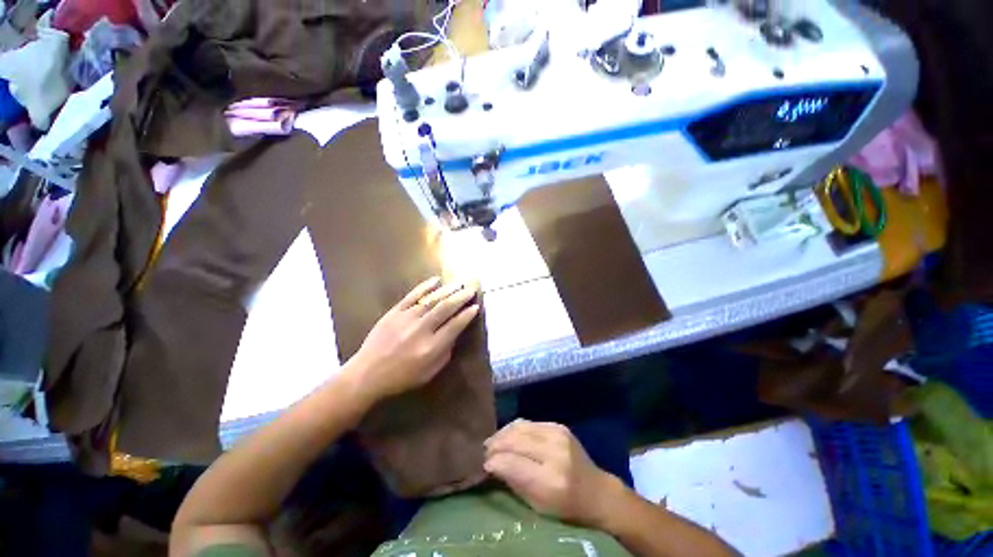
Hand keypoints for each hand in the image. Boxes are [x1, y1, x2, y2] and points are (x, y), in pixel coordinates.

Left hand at [348, 277, 479, 404]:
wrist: (368, 374)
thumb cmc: (402, 377)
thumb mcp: (430, 372)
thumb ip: (446, 351)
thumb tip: (456, 331)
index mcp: (431, 348)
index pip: (455, 326)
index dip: (467, 315)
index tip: (476, 307)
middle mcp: (421, 330)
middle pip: (446, 308)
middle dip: (461, 297)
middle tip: (472, 289)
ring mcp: (406, 319)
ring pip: (432, 300)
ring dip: (448, 290)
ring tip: (460, 283)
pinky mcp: (394, 312)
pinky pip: (412, 295)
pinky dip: (425, 286)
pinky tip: (436, 280)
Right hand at [484, 419, 623, 527]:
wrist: (596, 491)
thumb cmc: (566, 507)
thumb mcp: (538, 506)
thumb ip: (514, 482)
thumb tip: (491, 464)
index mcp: (551, 480)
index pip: (512, 463)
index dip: (494, 462)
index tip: (483, 464)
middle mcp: (555, 451)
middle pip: (515, 440)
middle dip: (496, 444)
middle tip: (484, 451)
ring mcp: (558, 434)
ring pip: (519, 426)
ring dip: (503, 433)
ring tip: (493, 442)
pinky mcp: (558, 425)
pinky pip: (529, 422)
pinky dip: (514, 428)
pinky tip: (508, 435)